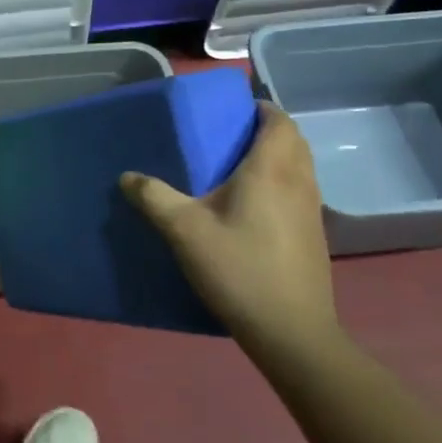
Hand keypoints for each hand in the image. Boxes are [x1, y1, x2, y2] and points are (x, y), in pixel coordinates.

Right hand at [120, 102, 339, 368]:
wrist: (292, 333)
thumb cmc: (239, 269)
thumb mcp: (184, 230)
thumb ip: (154, 197)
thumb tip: (126, 176)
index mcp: (272, 170)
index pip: (279, 120)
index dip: (260, 109)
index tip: (232, 110)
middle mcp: (299, 182)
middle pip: (293, 140)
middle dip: (267, 130)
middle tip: (229, 135)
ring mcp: (312, 211)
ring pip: (300, 167)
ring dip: (277, 157)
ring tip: (238, 168)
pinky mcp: (314, 237)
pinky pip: (300, 192)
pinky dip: (282, 183)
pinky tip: (253, 207)